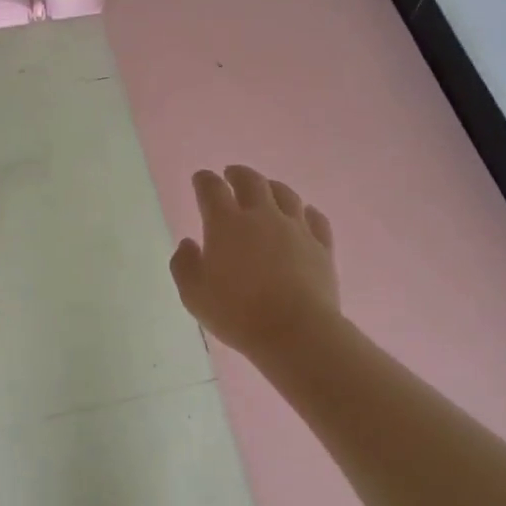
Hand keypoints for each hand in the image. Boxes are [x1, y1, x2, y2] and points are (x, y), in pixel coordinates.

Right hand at [170, 166, 339, 360]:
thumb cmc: (237, 313)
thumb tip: (188, 243)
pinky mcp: (321, 246)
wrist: (295, 331)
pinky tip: (304, 214)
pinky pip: (315, 219)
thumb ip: (184, 264)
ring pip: (285, 194)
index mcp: (226, 224)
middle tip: (231, 174)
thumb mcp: (193, 295)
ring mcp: (295, 228)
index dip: (204, 180)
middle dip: (238, 174)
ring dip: (272, 187)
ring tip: (267, 189)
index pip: (212, 189)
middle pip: (251, 181)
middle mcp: (262, 216)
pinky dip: (306, 212)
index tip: (201, 178)